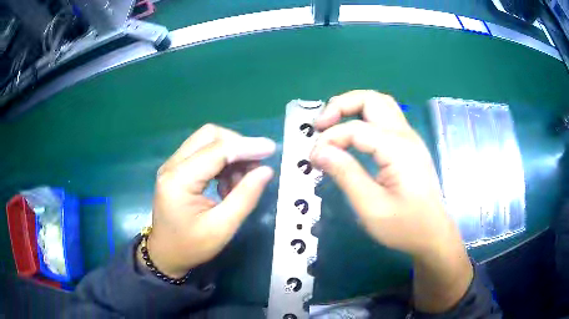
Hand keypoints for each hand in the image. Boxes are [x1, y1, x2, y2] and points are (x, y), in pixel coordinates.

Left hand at [145, 124, 275, 277]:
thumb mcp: (222, 228)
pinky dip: (221, 162)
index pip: (216, 150)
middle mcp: (172, 165)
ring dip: (230, 155)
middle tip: (254, 168)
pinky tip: (227, 185)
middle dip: (237, 145)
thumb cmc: (191, 246)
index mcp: (178, 180)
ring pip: (207, 141)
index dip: (246, 147)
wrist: (165, 254)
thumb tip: (266, 170)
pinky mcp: (176, 169)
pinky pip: (203, 152)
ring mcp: (172, 165)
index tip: (271, 149)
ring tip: (239, 183)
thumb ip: (245, 197)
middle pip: (209, 135)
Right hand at [310, 90, 471, 311]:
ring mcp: (409, 138)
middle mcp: (405, 135)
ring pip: (380, 104)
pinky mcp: (408, 146)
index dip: (330, 139)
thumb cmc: (404, 226)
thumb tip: (319, 152)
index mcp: (398, 149)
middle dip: (341, 105)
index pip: (356, 128)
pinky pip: (385, 118)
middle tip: (320, 124)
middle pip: (372, 100)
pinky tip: (352, 134)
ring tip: (333, 124)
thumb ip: (346, 175)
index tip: (313, 159)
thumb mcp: (371, 207)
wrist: (433, 235)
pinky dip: (364, 117)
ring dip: (354, 107)